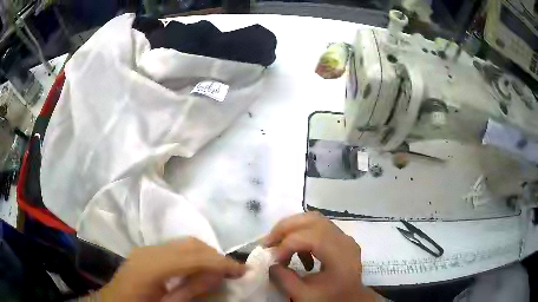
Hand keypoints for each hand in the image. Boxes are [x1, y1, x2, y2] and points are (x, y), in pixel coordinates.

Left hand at [98, 238, 245, 301]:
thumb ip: (190, 290)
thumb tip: (213, 277)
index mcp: (152, 266)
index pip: (193, 257)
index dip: (220, 263)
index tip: (243, 270)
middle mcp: (150, 251)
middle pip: (191, 245)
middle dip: (216, 257)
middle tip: (232, 272)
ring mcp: (148, 249)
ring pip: (185, 243)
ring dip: (206, 255)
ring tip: (219, 271)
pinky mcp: (148, 252)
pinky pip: (177, 248)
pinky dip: (194, 255)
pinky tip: (199, 269)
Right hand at [265, 212, 377, 301]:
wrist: (352, 300)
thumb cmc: (330, 299)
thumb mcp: (304, 295)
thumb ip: (283, 278)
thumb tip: (269, 262)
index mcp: (340, 255)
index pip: (310, 238)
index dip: (286, 245)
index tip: (271, 259)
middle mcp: (344, 240)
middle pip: (312, 220)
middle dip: (285, 228)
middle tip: (268, 242)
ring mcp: (344, 237)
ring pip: (314, 220)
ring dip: (293, 229)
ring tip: (278, 245)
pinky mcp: (341, 239)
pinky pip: (319, 228)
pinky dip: (303, 235)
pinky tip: (299, 255)